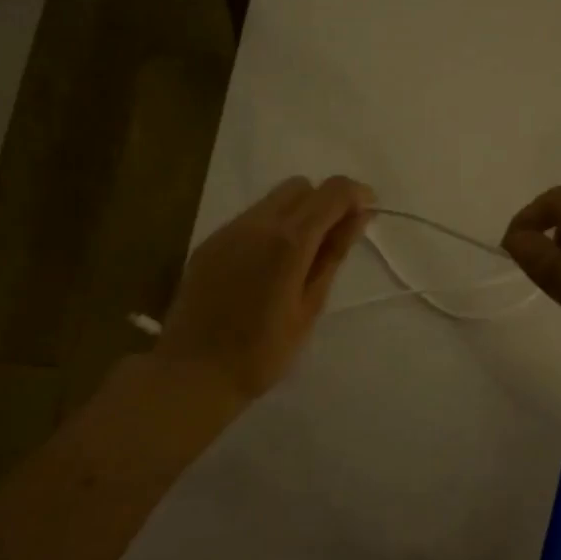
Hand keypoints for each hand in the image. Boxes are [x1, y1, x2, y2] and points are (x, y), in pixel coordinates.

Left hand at [156, 175, 373, 404]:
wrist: (193, 372)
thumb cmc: (263, 352)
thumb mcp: (310, 306)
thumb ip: (333, 255)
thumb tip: (360, 216)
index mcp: (289, 242)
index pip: (332, 192)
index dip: (356, 194)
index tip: (368, 213)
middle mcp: (257, 224)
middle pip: (301, 186)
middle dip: (325, 202)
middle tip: (334, 240)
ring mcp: (228, 230)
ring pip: (273, 200)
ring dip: (297, 213)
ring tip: (300, 256)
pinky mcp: (209, 242)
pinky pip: (249, 218)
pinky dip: (270, 227)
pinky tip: (268, 266)